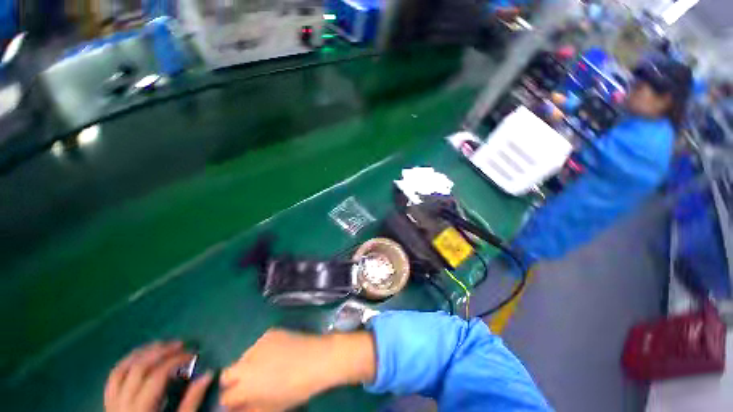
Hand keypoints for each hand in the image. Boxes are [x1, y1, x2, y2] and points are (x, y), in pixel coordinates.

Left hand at [104, 342, 213, 411]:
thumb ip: (192, 402)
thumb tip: (208, 374)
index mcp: (141, 410)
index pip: (157, 376)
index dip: (176, 361)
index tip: (193, 354)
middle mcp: (122, 403)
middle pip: (139, 368)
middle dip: (161, 352)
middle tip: (180, 344)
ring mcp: (112, 403)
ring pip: (122, 369)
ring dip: (142, 353)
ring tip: (161, 344)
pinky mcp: (108, 403)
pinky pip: (113, 377)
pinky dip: (126, 362)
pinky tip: (139, 356)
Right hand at [220, 329, 375, 411]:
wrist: (318, 359)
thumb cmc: (297, 389)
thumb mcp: (272, 408)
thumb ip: (249, 410)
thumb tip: (236, 409)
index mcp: (245, 386)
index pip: (225, 397)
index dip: (232, 402)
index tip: (240, 402)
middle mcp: (245, 363)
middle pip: (226, 374)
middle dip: (233, 381)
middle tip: (249, 384)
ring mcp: (257, 344)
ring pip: (241, 356)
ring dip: (246, 364)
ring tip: (263, 367)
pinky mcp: (269, 332)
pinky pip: (256, 344)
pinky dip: (259, 350)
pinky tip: (273, 353)